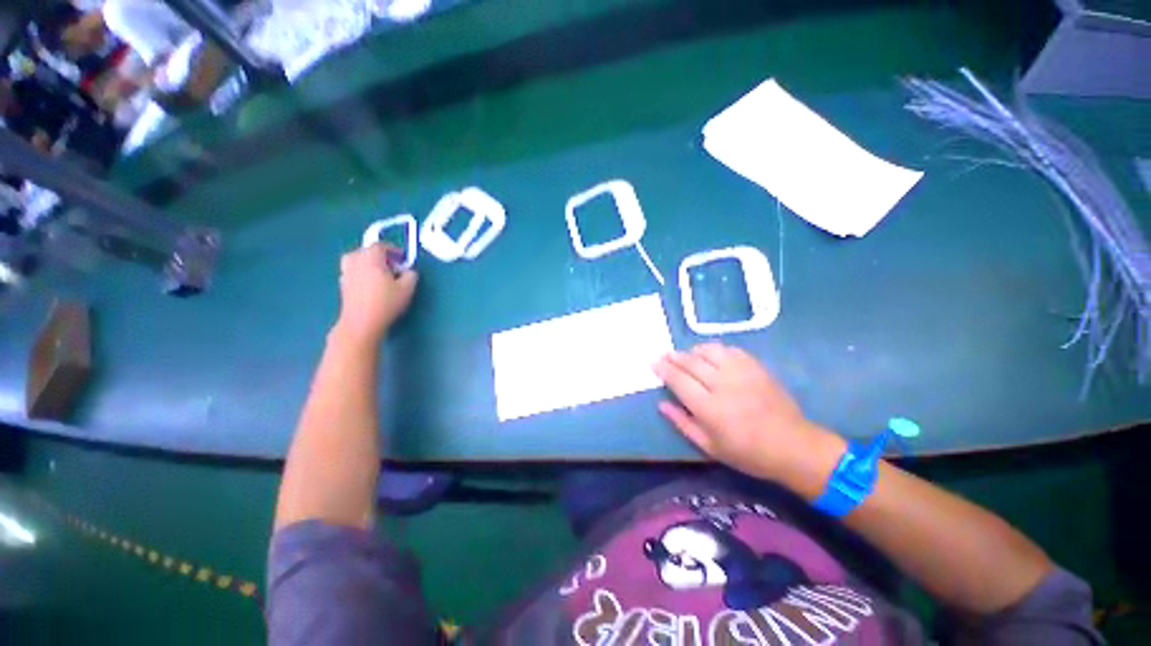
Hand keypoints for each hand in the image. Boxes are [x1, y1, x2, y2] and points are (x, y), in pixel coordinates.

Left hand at [333, 244, 417, 344]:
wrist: (361, 322)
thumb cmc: (386, 302)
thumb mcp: (407, 288)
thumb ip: (411, 275)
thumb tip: (408, 271)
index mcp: (370, 257)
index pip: (381, 245)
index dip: (394, 249)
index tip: (403, 258)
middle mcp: (355, 260)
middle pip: (367, 251)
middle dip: (381, 256)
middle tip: (394, 267)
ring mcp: (346, 272)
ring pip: (358, 260)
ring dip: (370, 264)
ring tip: (382, 275)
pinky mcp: (343, 284)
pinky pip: (354, 271)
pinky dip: (363, 273)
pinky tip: (372, 285)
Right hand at [653, 343, 840, 482]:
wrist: (793, 446)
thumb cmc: (747, 453)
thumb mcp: (709, 446)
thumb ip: (682, 423)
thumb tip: (661, 404)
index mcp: (709, 408)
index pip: (678, 380)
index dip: (664, 369)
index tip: (654, 363)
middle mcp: (722, 384)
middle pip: (691, 362)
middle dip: (674, 357)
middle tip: (664, 355)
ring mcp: (741, 373)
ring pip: (709, 351)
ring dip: (693, 351)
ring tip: (687, 355)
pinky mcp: (756, 367)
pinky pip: (730, 350)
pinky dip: (715, 350)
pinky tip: (711, 355)